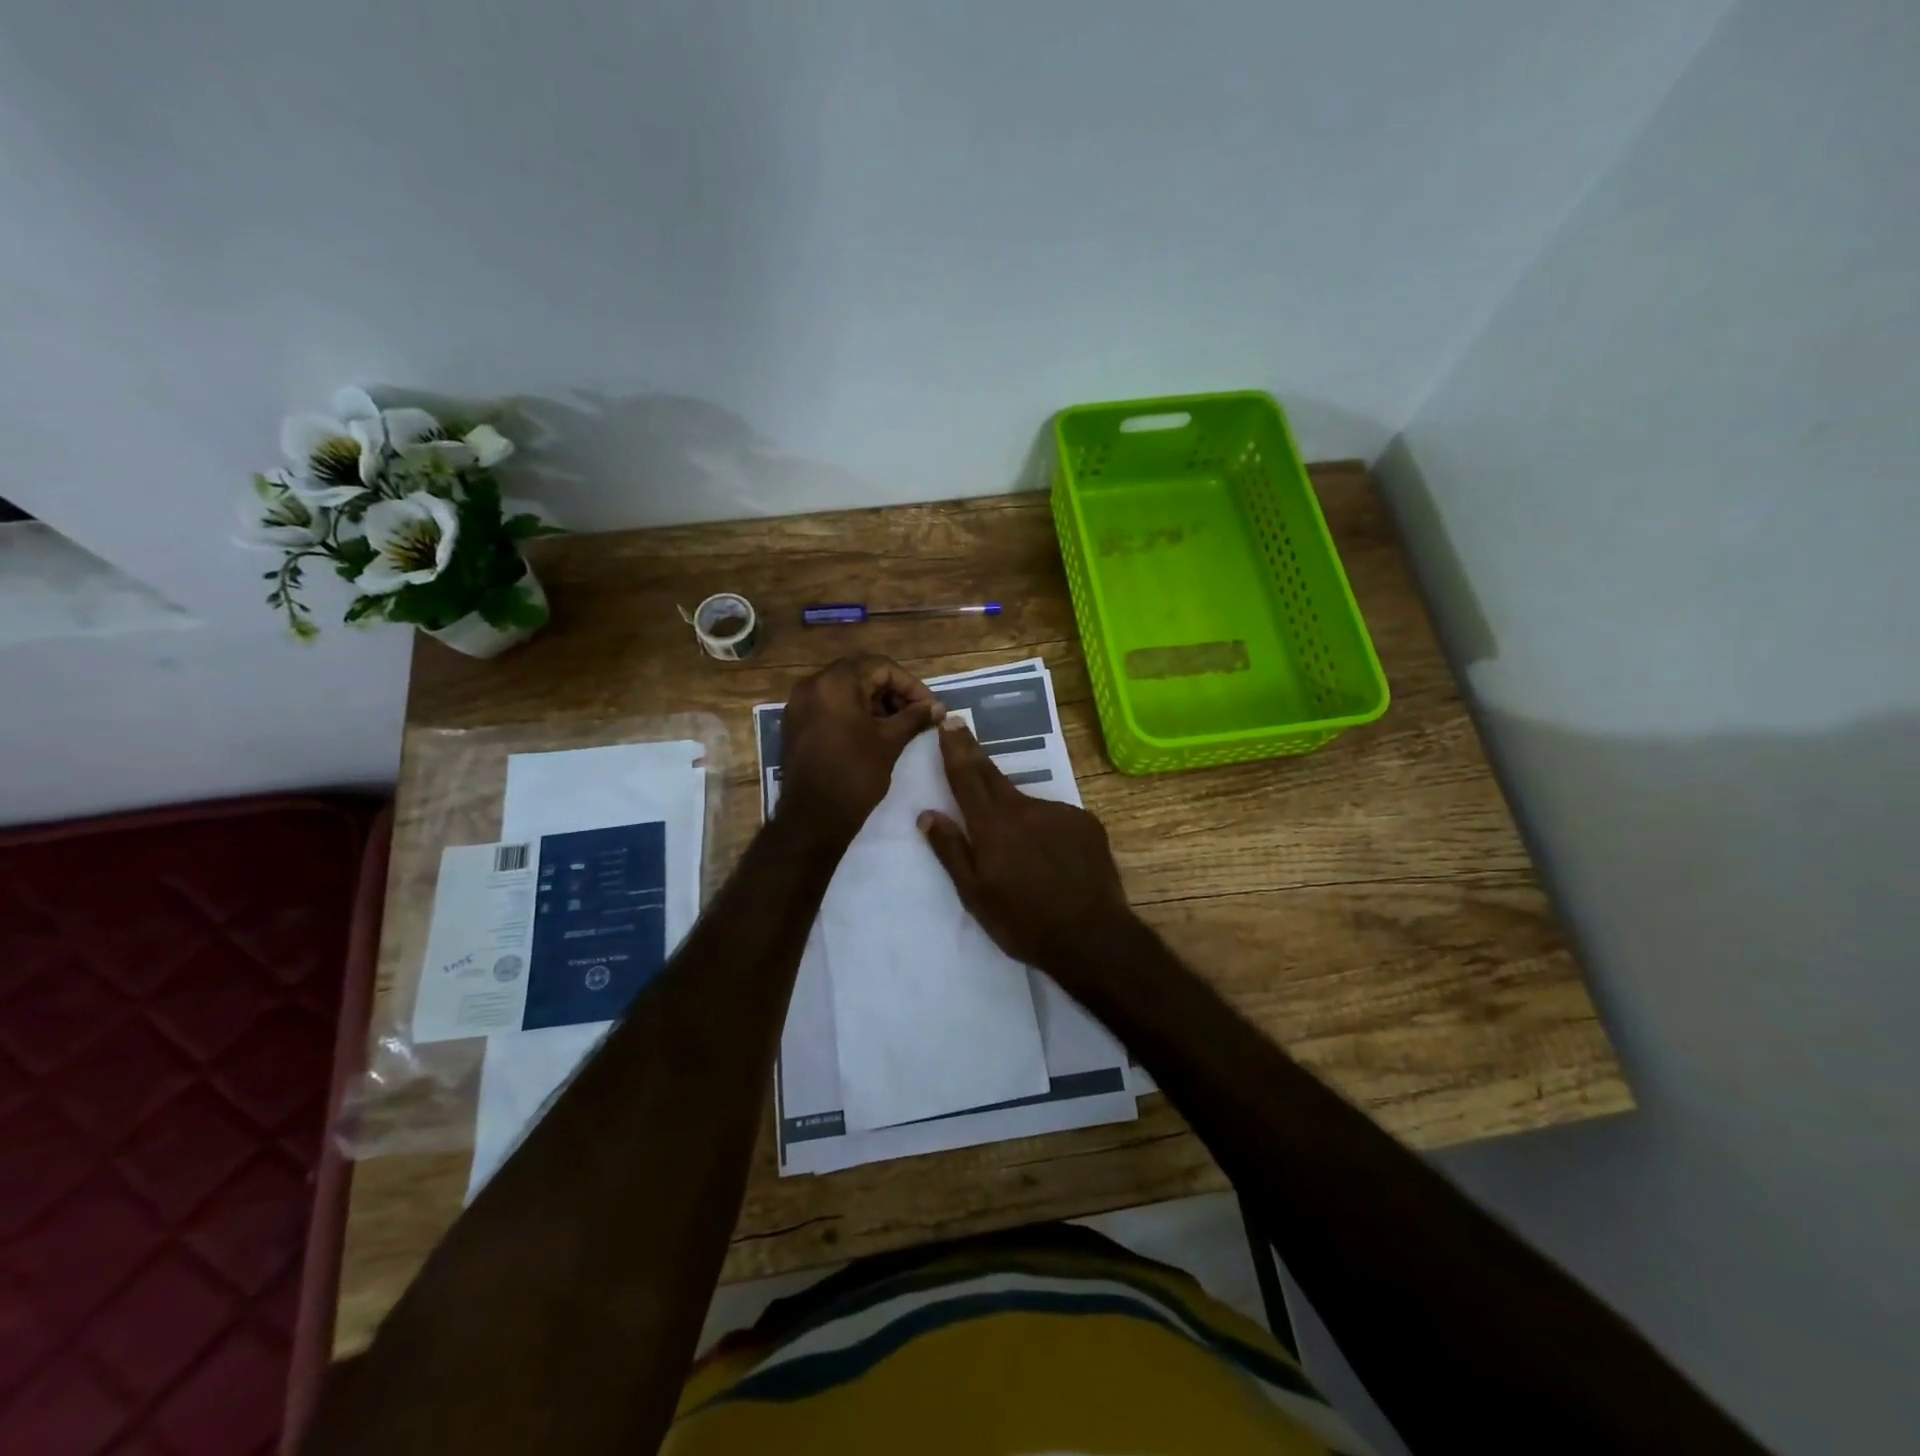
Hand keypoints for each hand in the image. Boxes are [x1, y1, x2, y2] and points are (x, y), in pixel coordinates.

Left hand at [778, 655, 943, 841]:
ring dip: (875, 702)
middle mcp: (812, 685)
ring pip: (845, 689)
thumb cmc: (855, 775)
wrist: (813, 818)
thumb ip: (915, 717)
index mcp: (835, 683)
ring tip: (899, 725)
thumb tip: (938, 707)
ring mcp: (800, 705)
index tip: (930, 707)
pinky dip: (854, 712)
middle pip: (861, 674)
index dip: (911, 685)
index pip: (881, 667)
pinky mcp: (797, 724)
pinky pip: (830, 705)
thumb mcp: (890, 742)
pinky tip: (874, 733)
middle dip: (893, 691)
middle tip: (916, 714)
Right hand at [918, 718, 1133, 973]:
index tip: (948, 722)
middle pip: (993, 775)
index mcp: (993, 825)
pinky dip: (1046, 829)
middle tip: (962, 730)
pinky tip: (1051, 858)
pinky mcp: (1086, 823)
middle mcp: (1025, 808)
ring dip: (1015, 813)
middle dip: (975, 754)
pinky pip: (1056, 818)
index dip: (955, 749)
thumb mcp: (975, 895)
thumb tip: (927, 815)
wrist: (1093, 937)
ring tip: (1021, 852)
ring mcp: (1060, 812)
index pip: (967, 777)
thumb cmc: (1023, 922)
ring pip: (1027, 804)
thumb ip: (951, 850)